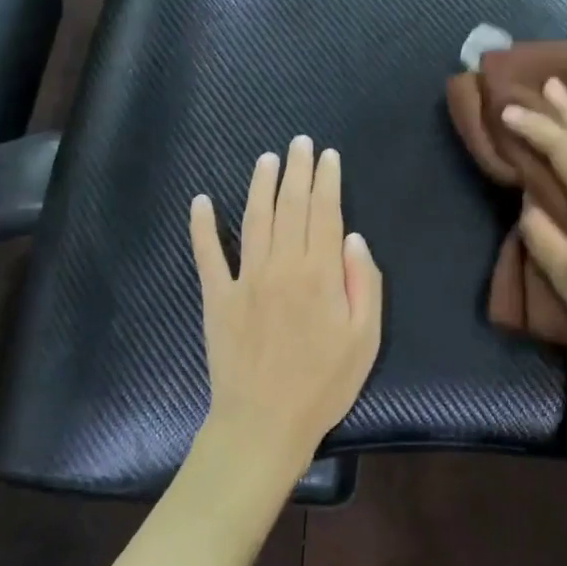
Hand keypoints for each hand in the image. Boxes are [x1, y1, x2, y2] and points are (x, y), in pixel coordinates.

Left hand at [189, 135, 384, 475]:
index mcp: (320, 274)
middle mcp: (281, 266)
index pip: (325, 214)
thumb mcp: (365, 339)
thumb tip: (352, 238)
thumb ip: (362, 283)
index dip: (327, 181)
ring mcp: (244, 279)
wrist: (264, 422)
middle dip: (297, 171)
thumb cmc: (323, 385)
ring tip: (267, 159)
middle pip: (290, 207)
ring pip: (254, 219)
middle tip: (300, 143)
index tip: (328, 156)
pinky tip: (201, 201)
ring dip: (261, 185)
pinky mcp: (216, 297)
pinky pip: (207, 254)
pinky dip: (202, 226)